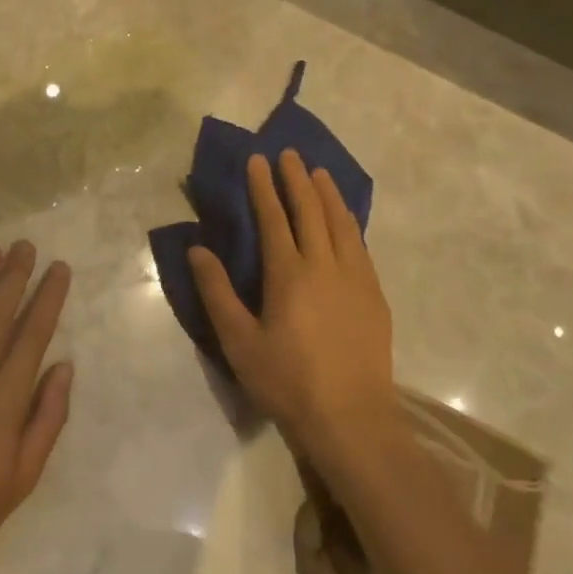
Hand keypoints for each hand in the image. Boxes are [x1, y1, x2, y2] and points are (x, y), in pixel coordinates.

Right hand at [188, 151, 397, 465]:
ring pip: (342, 223)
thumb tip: (198, 250)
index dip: (264, 187)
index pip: (274, 218)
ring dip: (328, 194)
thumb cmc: (287, 382)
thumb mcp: (239, 342)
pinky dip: (350, 222)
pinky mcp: (375, 295)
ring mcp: (355, 278)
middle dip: (297, 179)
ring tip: (319, 173)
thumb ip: (217, 292)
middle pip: (311, 211)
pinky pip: (360, 245)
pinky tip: (347, 219)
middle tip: (289, 154)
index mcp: (289, 274)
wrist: (352, 419)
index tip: (258, 160)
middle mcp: (325, 265)